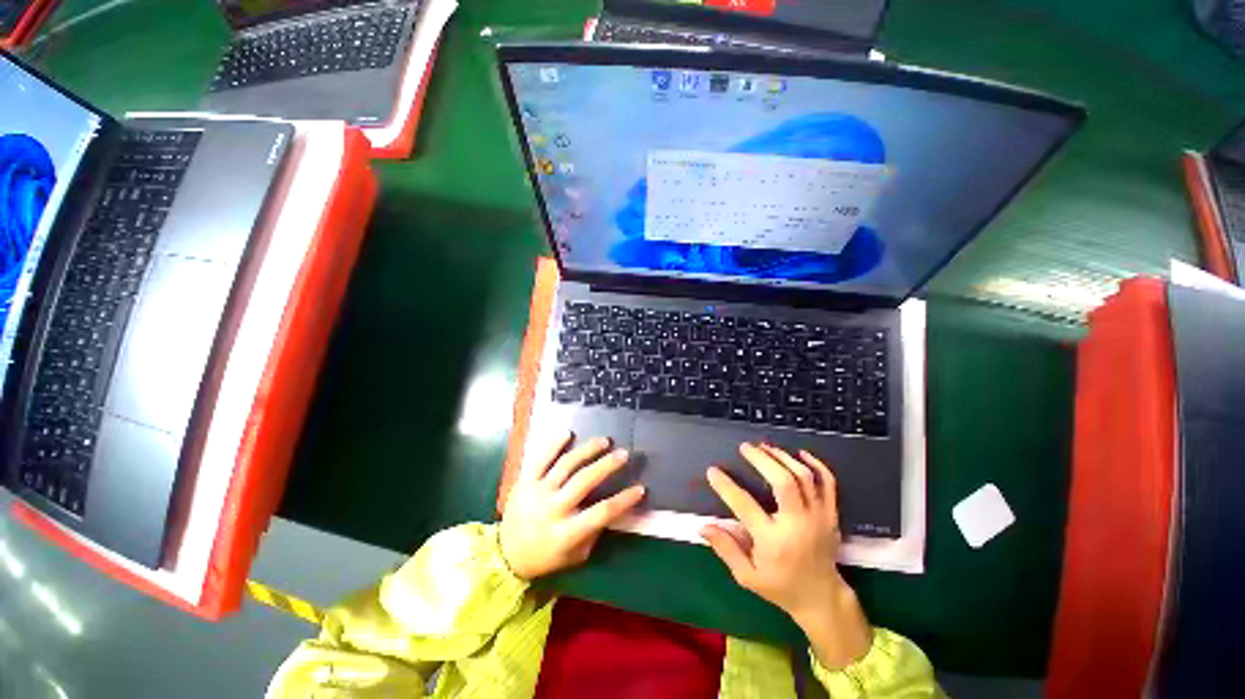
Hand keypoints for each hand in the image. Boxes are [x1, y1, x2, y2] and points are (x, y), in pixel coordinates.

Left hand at [500, 431, 644, 580]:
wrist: (505, 555)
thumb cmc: (546, 557)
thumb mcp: (575, 556)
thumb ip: (594, 532)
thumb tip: (614, 507)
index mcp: (565, 533)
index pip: (601, 513)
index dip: (624, 500)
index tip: (641, 488)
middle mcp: (552, 509)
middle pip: (584, 481)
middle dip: (607, 465)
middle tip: (624, 454)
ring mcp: (536, 492)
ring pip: (566, 465)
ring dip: (587, 450)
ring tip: (604, 441)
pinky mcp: (524, 481)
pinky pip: (540, 458)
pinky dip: (554, 444)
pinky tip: (568, 433)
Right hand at [701, 443, 871, 669]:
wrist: (822, 598)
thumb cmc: (780, 587)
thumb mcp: (747, 576)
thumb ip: (726, 549)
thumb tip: (702, 526)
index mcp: (774, 541)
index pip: (745, 505)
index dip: (726, 486)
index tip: (712, 471)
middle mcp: (798, 525)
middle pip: (783, 482)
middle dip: (762, 459)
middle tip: (745, 447)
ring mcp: (818, 517)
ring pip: (804, 477)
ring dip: (783, 457)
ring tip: (765, 447)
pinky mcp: (831, 514)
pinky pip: (828, 483)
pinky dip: (816, 464)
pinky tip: (800, 453)